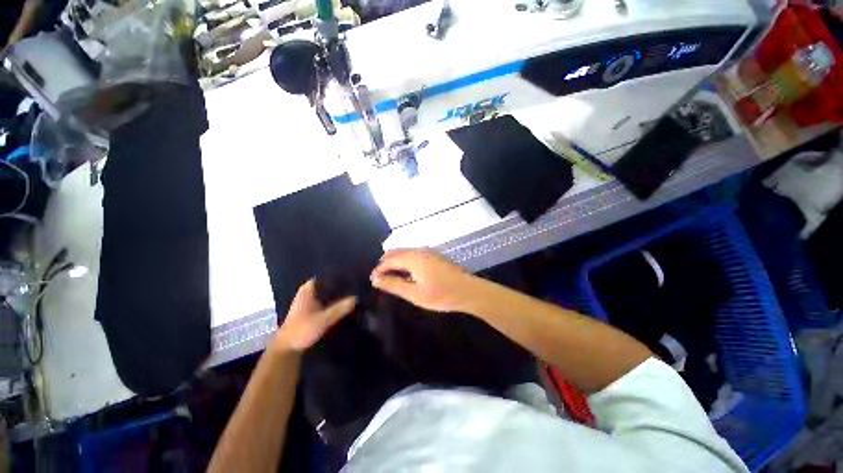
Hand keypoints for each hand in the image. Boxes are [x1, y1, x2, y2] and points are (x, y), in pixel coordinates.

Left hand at [271, 280, 356, 352]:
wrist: (287, 349)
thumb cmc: (302, 330)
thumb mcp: (323, 319)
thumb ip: (340, 308)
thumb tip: (357, 298)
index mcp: (308, 289)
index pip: (325, 275)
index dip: (338, 275)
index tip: (352, 275)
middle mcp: (308, 292)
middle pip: (327, 284)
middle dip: (340, 285)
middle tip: (356, 284)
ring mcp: (309, 301)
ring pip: (327, 293)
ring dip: (337, 294)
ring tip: (354, 292)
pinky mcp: (311, 310)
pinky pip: (325, 301)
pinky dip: (333, 302)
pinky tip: (344, 304)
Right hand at [371, 249, 482, 312]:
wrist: (468, 291)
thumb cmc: (441, 294)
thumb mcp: (415, 293)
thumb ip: (394, 285)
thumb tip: (376, 279)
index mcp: (413, 257)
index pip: (389, 259)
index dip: (379, 269)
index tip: (373, 280)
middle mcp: (419, 250)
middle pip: (396, 252)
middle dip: (386, 263)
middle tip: (381, 279)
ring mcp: (428, 251)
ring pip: (405, 252)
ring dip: (396, 262)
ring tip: (392, 278)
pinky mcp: (434, 255)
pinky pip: (414, 254)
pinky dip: (406, 262)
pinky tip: (407, 274)